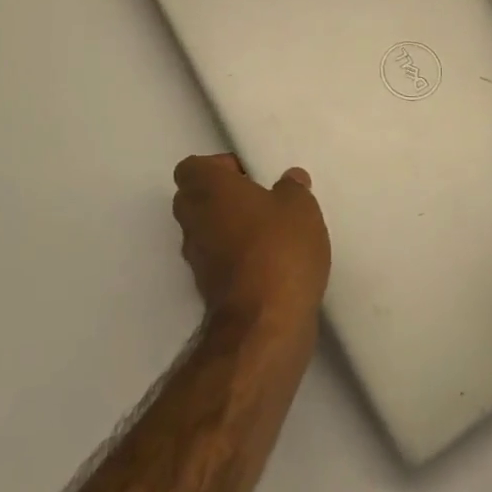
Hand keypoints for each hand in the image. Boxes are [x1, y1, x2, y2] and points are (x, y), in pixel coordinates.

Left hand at [172, 155, 330, 330]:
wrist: (264, 323)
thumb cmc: (278, 248)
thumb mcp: (300, 207)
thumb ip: (293, 188)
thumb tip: (290, 180)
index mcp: (207, 189)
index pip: (192, 168)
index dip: (218, 167)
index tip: (248, 177)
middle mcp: (193, 220)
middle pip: (194, 198)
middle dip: (222, 198)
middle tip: (258, 201)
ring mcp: (196, 259)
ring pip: (204, 231)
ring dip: (228, 229)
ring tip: (268, 233)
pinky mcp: (207, 291)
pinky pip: (217, 261)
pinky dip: (235, 258)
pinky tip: (268, 263)